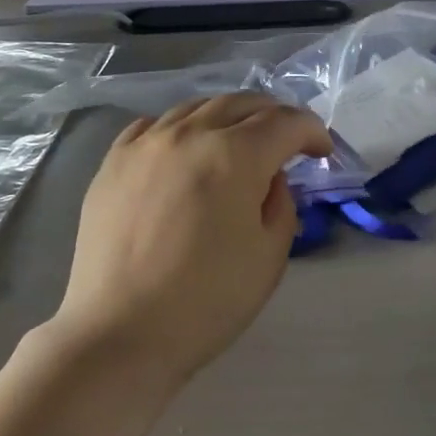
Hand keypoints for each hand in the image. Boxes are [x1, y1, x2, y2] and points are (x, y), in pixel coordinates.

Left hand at [52, 93, 333, 378]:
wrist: (121, 332)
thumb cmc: (206, 301)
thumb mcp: (270, 256)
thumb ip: (281, 203)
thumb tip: (269, 177)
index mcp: (234, 155)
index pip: (284, 122)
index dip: (311, 131)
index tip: (322, 151)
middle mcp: (188, 135)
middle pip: (240, 103)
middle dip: (273, 115)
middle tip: (287, 139)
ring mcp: (144, 144)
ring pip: (195, 108)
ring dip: (227, 117)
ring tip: (238, 140)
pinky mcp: (113, 162)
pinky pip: (153, 126)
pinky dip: (181, 128)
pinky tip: (184, 150)